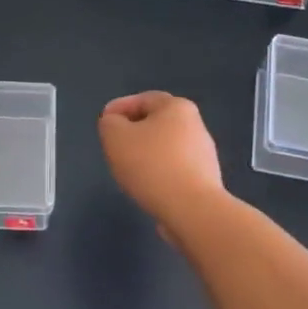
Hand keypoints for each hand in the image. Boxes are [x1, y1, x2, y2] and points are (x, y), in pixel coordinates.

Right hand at [97, 92, 225, 228]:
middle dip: (133, 131)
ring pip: (165, 147)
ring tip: (127, 169)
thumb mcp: (115, 136)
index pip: (143, 99)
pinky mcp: (205, 180)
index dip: (119, 107)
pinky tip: (147, 186)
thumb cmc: (151, 165)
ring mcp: (203, 154)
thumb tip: (116, 124)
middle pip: (157, 122)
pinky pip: (174, 169)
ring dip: (146, 154)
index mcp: (177, 107)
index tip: (103, 123)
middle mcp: (195, 125)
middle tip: (113, 146)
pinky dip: (158, 172)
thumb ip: (110, 123)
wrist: (191, 209)